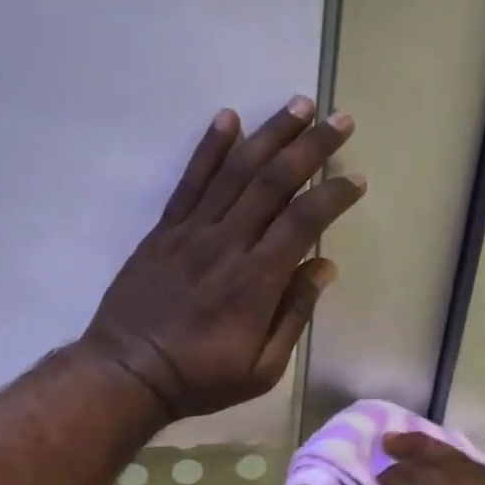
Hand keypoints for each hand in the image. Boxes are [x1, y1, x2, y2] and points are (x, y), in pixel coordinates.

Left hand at [81, 97, 363, 418]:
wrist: (127, 373)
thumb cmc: (200, 378)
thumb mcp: (262, 369)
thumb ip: (294, 315)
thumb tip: (323, 266)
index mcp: (256, 281)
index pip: (303, 221)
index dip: (333, 195)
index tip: (356, 180)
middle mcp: (227, 244)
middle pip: (274, 182)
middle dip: (311, 147)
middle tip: (340, 119)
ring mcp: (191, 232)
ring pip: (235, 171)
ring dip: (270, 134)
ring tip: (298, 105)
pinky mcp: (163, 231)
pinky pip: (189, 182)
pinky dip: (209, 148)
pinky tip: (228, 119)